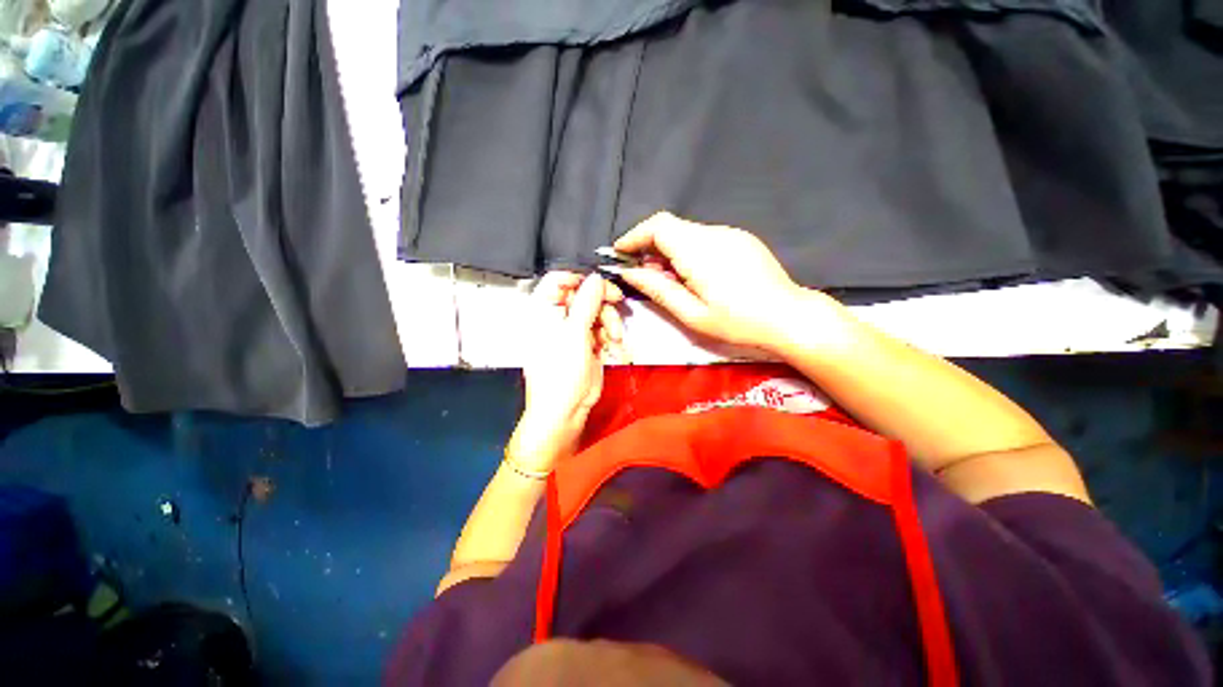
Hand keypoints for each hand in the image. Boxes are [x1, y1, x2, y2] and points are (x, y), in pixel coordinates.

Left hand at [510, 272, 623, 470]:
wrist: (565, 409)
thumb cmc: (560, 373)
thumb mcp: (574, 334)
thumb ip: (586, 302)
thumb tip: (596, 278)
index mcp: (544, 311)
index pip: (558, 280)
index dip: (579, 278)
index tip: (598, 284)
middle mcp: (558, 318)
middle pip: (583, 294)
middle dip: (602, 301)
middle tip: (616, 302)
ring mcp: (574, 331)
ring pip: (597, 312)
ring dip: (610, 321)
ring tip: (614, 337)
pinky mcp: (587, 344)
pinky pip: (602, 329)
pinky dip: (611, 335)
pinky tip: (614, 346)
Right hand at [614, 212, 837, 352]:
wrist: (788, 317)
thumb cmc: (737, 322)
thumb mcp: (691, 313)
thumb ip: (658, 289)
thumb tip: (629, 273)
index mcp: (698, 251)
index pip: (657, 226)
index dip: (634, 236)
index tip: (620, 253)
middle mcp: (714, 233)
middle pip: (671, 227)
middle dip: (649, 247)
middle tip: (644, 275)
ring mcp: (730, 233)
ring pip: (687, 233)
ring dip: (669, 250)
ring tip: (670, 280)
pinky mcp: (741, 239)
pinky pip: (704, 238)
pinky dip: (688, 251)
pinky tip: (694, 275)